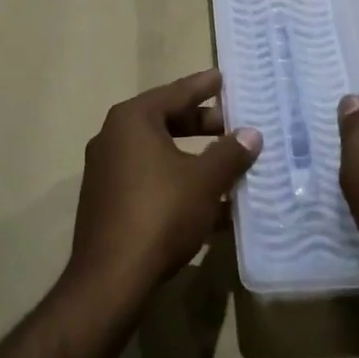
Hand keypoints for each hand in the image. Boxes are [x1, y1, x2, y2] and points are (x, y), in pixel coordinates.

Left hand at [67, 70, 261, 308]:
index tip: (223, 78)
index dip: (202, 86)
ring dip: (193, 160)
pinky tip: (211, 207)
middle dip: (201, 125)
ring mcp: (106, 172)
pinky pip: (150, 182)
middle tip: (232, 125)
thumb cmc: (160, 213)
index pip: (174, 93)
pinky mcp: (108, 203)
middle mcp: (113, 138)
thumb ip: (229, 154)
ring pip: (159, 155)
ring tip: (228, 167)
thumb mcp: (204, 180)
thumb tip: (252, 134)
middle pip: (165, 122)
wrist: (111, 279)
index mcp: (132, 120)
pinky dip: (178, 185)